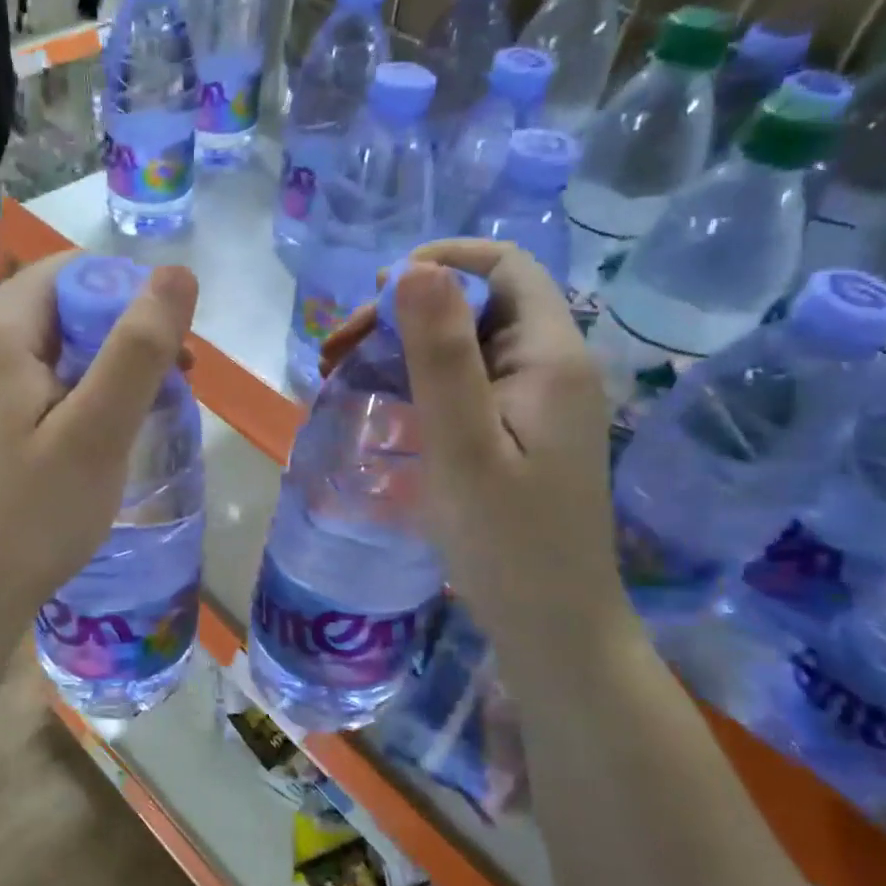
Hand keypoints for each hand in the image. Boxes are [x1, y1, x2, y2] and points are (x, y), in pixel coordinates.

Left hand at [0, 252, 198, 626]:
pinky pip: (27, 378)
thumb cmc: (36, 517)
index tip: (168, 348)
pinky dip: (69, 390)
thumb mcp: (98, 432)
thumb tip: (176, 272)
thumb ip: (138, 348)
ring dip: (98, 365)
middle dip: (117, 334)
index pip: (69, 271)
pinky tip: (92, 432)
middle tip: (166, 386)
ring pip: (46, 345)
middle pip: (56, 306)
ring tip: (137, 412)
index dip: (127, 295)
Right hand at [321, 240, 630, 655]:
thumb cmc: (506, 539)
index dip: (441, 262)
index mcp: (550, 356)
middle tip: (335, 351)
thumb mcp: (463, 445)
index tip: (375, 295)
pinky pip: (463, 384)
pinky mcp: (516, 433)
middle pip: (476, 304)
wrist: (550, 623)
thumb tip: (412, 268)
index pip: (505, 266)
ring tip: (338, 375)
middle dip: (402, 312)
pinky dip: (415, 382)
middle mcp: (550, 367)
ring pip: (463, 345)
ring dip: (400, 348)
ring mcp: (534, 402)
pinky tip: (376, 404)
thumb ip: (440, 355)